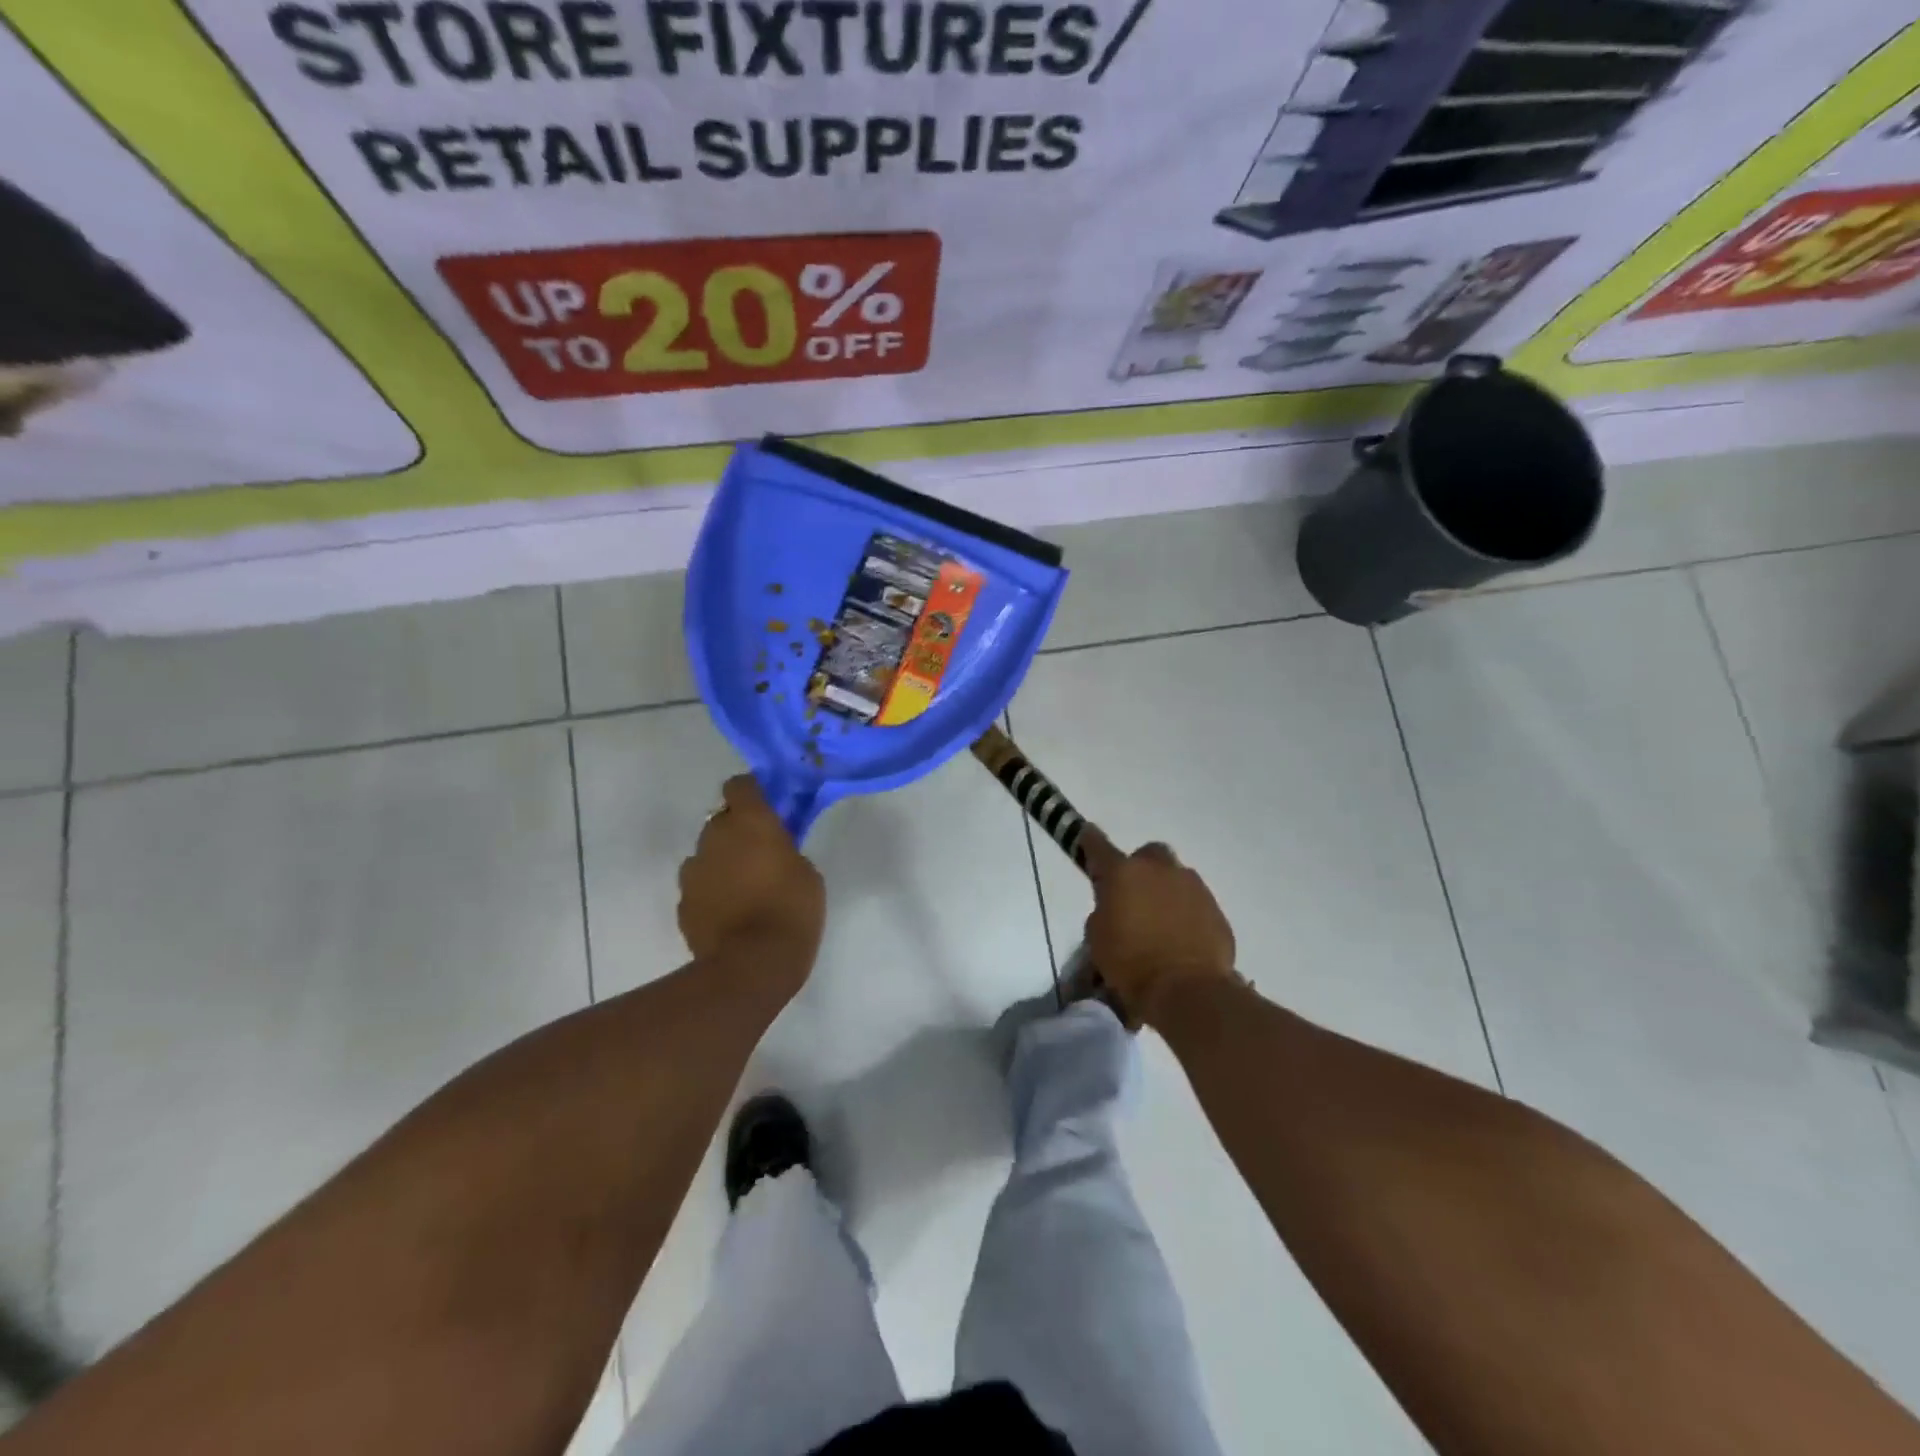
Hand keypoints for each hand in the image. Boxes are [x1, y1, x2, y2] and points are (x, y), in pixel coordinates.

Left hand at [679, 776, 825, 988]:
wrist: (752, 965)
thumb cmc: (792, 910)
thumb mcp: (807, 873)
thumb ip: (785, 850)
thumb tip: (771, 851)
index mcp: (750, 822)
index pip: (740, 785)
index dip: (752, 793)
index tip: (767, 806)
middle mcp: (715, 837)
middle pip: (721, 820)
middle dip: (737, 831)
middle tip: (760, 853)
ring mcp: (693, 870)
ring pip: (707, 854)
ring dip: (722, 861)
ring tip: (743, 888)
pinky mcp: (683, 902)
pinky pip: (699, 886)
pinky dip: (711, 891)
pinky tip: (729, 912)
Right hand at [1084, 843, 1236, 1026]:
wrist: (1189, 990)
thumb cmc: (1131, 964)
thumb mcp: (1097, 938)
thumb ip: (1103, 911)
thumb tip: (1115, 907)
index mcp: (1123, 873)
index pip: (1098, 845)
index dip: (1089, 841)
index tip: (1086, 837)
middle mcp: (1159, 869)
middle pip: (1148, 854)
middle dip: (1140, 869)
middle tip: (1133, 896)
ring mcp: (1192, 886)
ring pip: (1175, 877)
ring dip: (1165, 891)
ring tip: (1160, 923)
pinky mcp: (1215, 908)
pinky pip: (1194, 902)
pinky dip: (1186, 913)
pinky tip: (1181, 938)